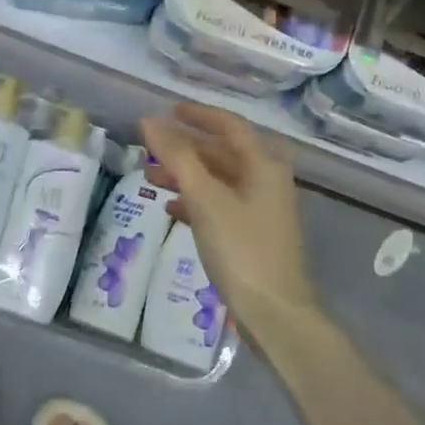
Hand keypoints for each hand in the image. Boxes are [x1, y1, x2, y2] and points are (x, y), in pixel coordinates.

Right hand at [139, 103, 317, 339]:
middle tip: (150, 148)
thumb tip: (149, 121)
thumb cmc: (241, 248)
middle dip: (185, 149)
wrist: (274, 313)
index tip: (167, 111)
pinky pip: (219, 205)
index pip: (229, 125)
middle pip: (222, 153)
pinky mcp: (252, 235)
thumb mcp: (206, 198)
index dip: (198, 115)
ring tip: (150, 179)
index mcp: (264, 165)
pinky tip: (171, 208)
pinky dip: (195, 201)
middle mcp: (266, 180)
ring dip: (186, 175)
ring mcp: (261, 209)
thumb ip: (177, 157)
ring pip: (218, 180)